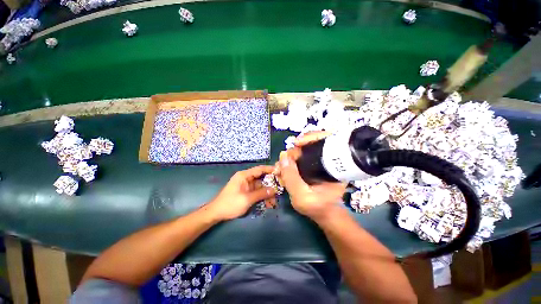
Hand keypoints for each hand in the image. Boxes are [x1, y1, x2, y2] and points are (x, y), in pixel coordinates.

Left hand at [208, 166, 275, 220]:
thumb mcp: (247, 199)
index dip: (270, 169)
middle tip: (281, 188)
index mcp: (244, 176)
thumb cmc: (230, 204)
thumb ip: (261, 193)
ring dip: (267, 192)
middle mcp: (246, 178)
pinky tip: (268, 203)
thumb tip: (274, 190)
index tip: (280, 171)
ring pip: (260, 186)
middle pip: (261, 178)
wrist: (216, 213)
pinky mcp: (246, 192)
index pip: (260, 169)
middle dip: (271, 184)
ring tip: (274, 201)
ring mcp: (246, 186)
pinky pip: (257, 192)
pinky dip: (263, 196)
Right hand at [276, 132, 346, 220]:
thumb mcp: (302, 196)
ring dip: (290, 155)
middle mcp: (329, 159)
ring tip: (281, 166)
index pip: (327, 139)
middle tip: (283, 162)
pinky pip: (300, 156)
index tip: (297, 143)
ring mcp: (320, 161)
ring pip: (304, 149)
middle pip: (312, 142)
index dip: (312, 137)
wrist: (323, 214)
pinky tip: (284, 166)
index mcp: (334, 164)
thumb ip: (291, 177)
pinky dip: (290, 159)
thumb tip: (283, 156)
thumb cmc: (317, 207)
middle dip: (294, 150)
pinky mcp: (313, 164)